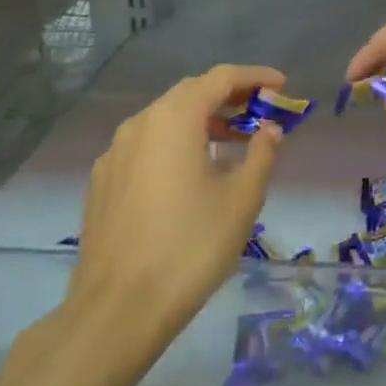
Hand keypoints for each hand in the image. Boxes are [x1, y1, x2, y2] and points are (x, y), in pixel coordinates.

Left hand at [62, 64, 285, 362]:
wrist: (119, 308)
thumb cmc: (191, 245)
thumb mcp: (243, 198)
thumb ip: (261, 153)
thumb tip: (268, 130)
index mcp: (174, 119)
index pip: (220, 78)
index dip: (255, 77)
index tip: (283, 86)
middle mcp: (139, 125)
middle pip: (190, 93)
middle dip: (229, 96)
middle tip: (262, 111)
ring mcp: (114, 154)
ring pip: (165, 119)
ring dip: (202, 120)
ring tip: (234, 141)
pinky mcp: (103, 182)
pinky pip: (146, 146)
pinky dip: (177, 144)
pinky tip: (193, 173)